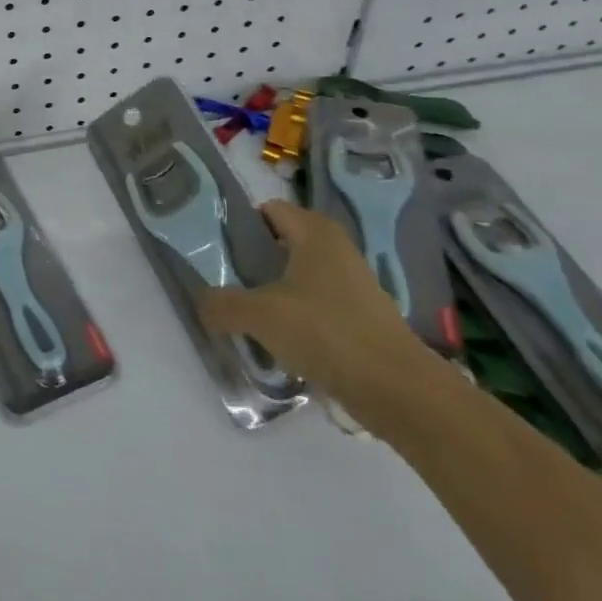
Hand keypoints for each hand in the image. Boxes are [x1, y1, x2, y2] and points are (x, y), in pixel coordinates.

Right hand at [198, 200, 427, 416]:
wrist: (398, 390)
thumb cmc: (326, 332)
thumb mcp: (260, 315)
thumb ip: (222, 305)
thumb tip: (203, 305)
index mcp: (314, 231)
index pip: (267, 210)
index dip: (239, 226)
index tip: (216, 251)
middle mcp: (335, 247)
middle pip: (280, 244)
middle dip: (252, 263)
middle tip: (225, 284)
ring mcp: (352, 283)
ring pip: (297, 277)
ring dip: (272, 294)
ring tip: (247, 317)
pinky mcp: (361, 316)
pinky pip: (316, 306)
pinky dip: (296, 318)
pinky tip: (280, 343)